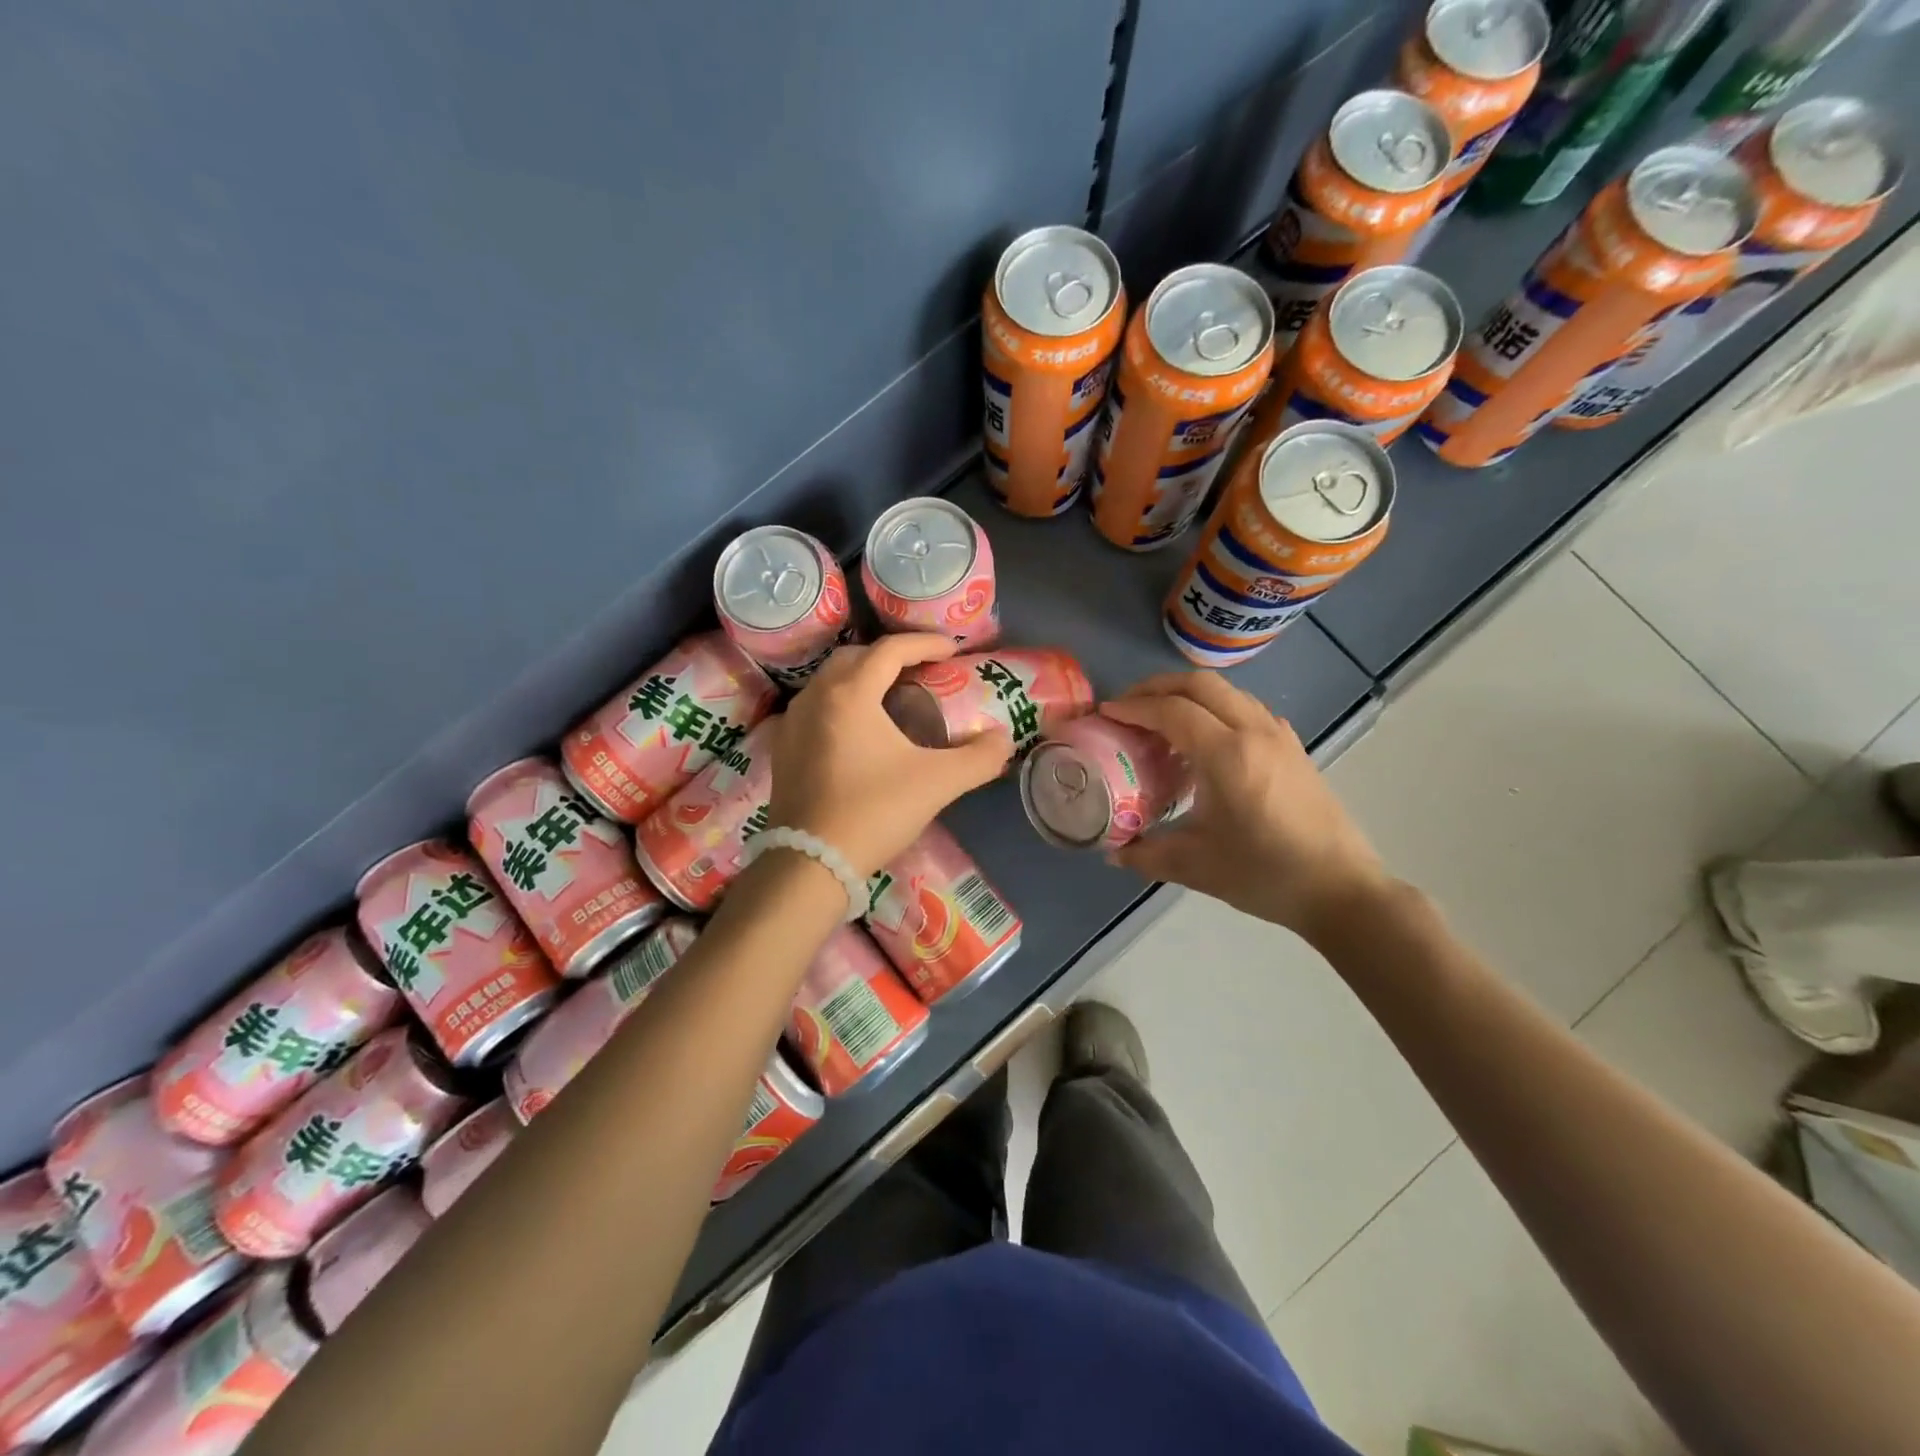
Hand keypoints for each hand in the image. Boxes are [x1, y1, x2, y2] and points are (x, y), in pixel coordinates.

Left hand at [767, 634, 1013, 875]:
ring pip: (830, 682)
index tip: (952, 649)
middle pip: (855, 658)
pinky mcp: (782, 749)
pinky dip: (840, 704)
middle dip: (890, 657)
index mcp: (850, 694)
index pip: (890, 650)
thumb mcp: (937, 783)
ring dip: (862, 679)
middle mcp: (816, 697)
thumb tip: (1002, 740)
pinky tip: (857, 731)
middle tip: (921, 672)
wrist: (811, 862)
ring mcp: (793, 723)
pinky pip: (815, 708)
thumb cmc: (875, 812)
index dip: (925, 643)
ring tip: (891, 698)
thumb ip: (979, 758)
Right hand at [1101, 671, 1389, 945]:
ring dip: (1188, 694)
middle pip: (1199, 684)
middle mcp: (1254, 732)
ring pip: (1227, 691)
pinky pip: (1247, 708)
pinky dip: (1216, 708)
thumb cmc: (1265, 875)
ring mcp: (1279, 736)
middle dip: (1157, 687)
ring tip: (1160, 720)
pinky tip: (1205, 739)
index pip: (1171, 711)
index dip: (1133, 708)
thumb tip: (1113, 852)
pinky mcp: (1293, 747)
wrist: (1341, 889)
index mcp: (1227, 755)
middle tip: (1127, 706)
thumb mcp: (1195, 866)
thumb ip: (1146, 854)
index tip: (1105, 714)